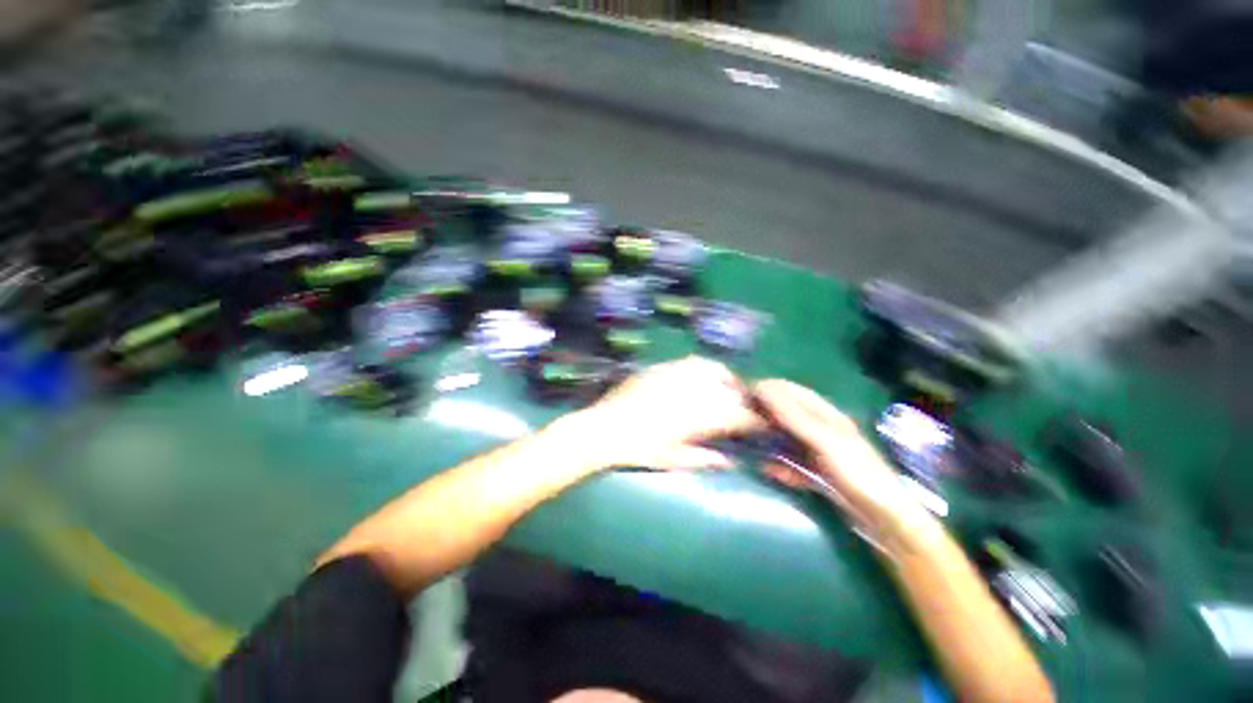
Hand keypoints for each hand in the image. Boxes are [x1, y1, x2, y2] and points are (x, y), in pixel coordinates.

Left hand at [565, 356, 762, 470]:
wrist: (603, 429)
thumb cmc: (639, 450)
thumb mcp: (673, 459)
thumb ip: (704, 459)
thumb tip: (730, 461)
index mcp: (698, 416)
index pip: (738, 414)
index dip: (753, 419)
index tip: (759, 424)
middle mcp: (692, 390)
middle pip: (729, 387)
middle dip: (741, 397)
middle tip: (740, 407)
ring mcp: (676, 374)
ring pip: (712, 368)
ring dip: (724, 378)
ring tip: (723, 388)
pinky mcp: (661, 367)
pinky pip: (689, 362)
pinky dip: (701, 369)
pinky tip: (697, 379)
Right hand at [753, 379, 925, 532]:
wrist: (886, 521)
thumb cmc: (859, 474)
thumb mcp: (825, 441)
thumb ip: (795, 416)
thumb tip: (764, 389)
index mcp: (828, 416)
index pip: (793, 392)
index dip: (769, 389)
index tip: (744, 393)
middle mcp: (822, 430)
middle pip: (787, 415)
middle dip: (765, 415)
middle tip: (740, 421)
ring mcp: (820, 453)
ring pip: (787, 439)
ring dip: (769, 440)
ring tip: (747, 444)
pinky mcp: (819, 474)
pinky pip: (792, 463)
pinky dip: (780, 465)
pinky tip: (768, 470)